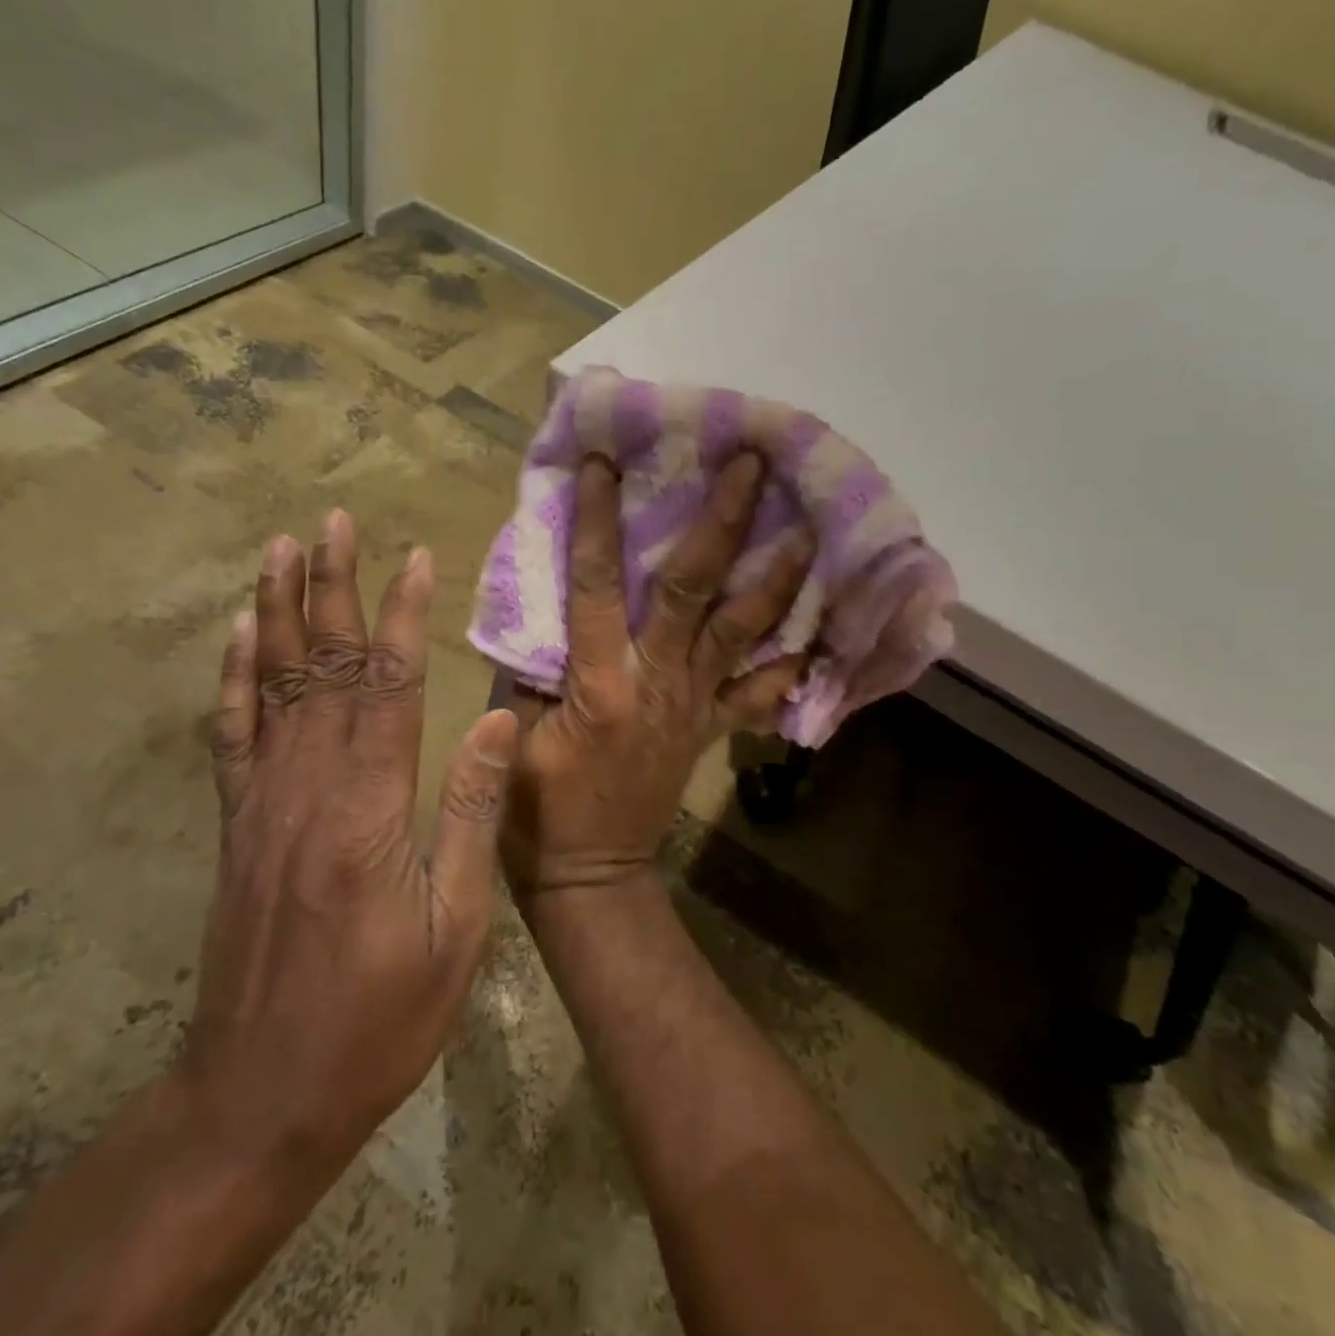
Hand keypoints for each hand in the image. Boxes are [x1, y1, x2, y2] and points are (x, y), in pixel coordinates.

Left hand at [179, 512, 519, 1182]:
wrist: (262, 1094)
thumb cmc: (380, 1017)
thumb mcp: (456, 926)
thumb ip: (473, 814)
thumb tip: (497, 721)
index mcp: (370, 808)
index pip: (389, 685)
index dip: (402, 615)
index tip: (416, 557)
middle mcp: (308, 787)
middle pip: (323, 666)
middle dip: (332, 587)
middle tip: (332, 521)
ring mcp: (263, 802)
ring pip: (271, 685)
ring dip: (277, 611)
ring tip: (280, 550)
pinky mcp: (238, 825)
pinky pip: (232, 734)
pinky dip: (233, 677)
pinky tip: (238, 636)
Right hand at [502, 453, 811, 894]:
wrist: (592, 874)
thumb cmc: (537, 808)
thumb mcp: (511, 732)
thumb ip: (528, 663)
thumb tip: (543, 600)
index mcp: (600, 682)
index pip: (598, 584)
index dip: (600, 520)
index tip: (606, 461)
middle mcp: (659, 683)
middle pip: (695, 591)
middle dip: (723, 522)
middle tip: (752, 464)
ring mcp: (694, 705)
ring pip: (743, 631)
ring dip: (777, 577)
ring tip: (808, 527)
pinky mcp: (711, 728)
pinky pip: (759, 692)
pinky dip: (791, 663)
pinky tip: (823, 629)